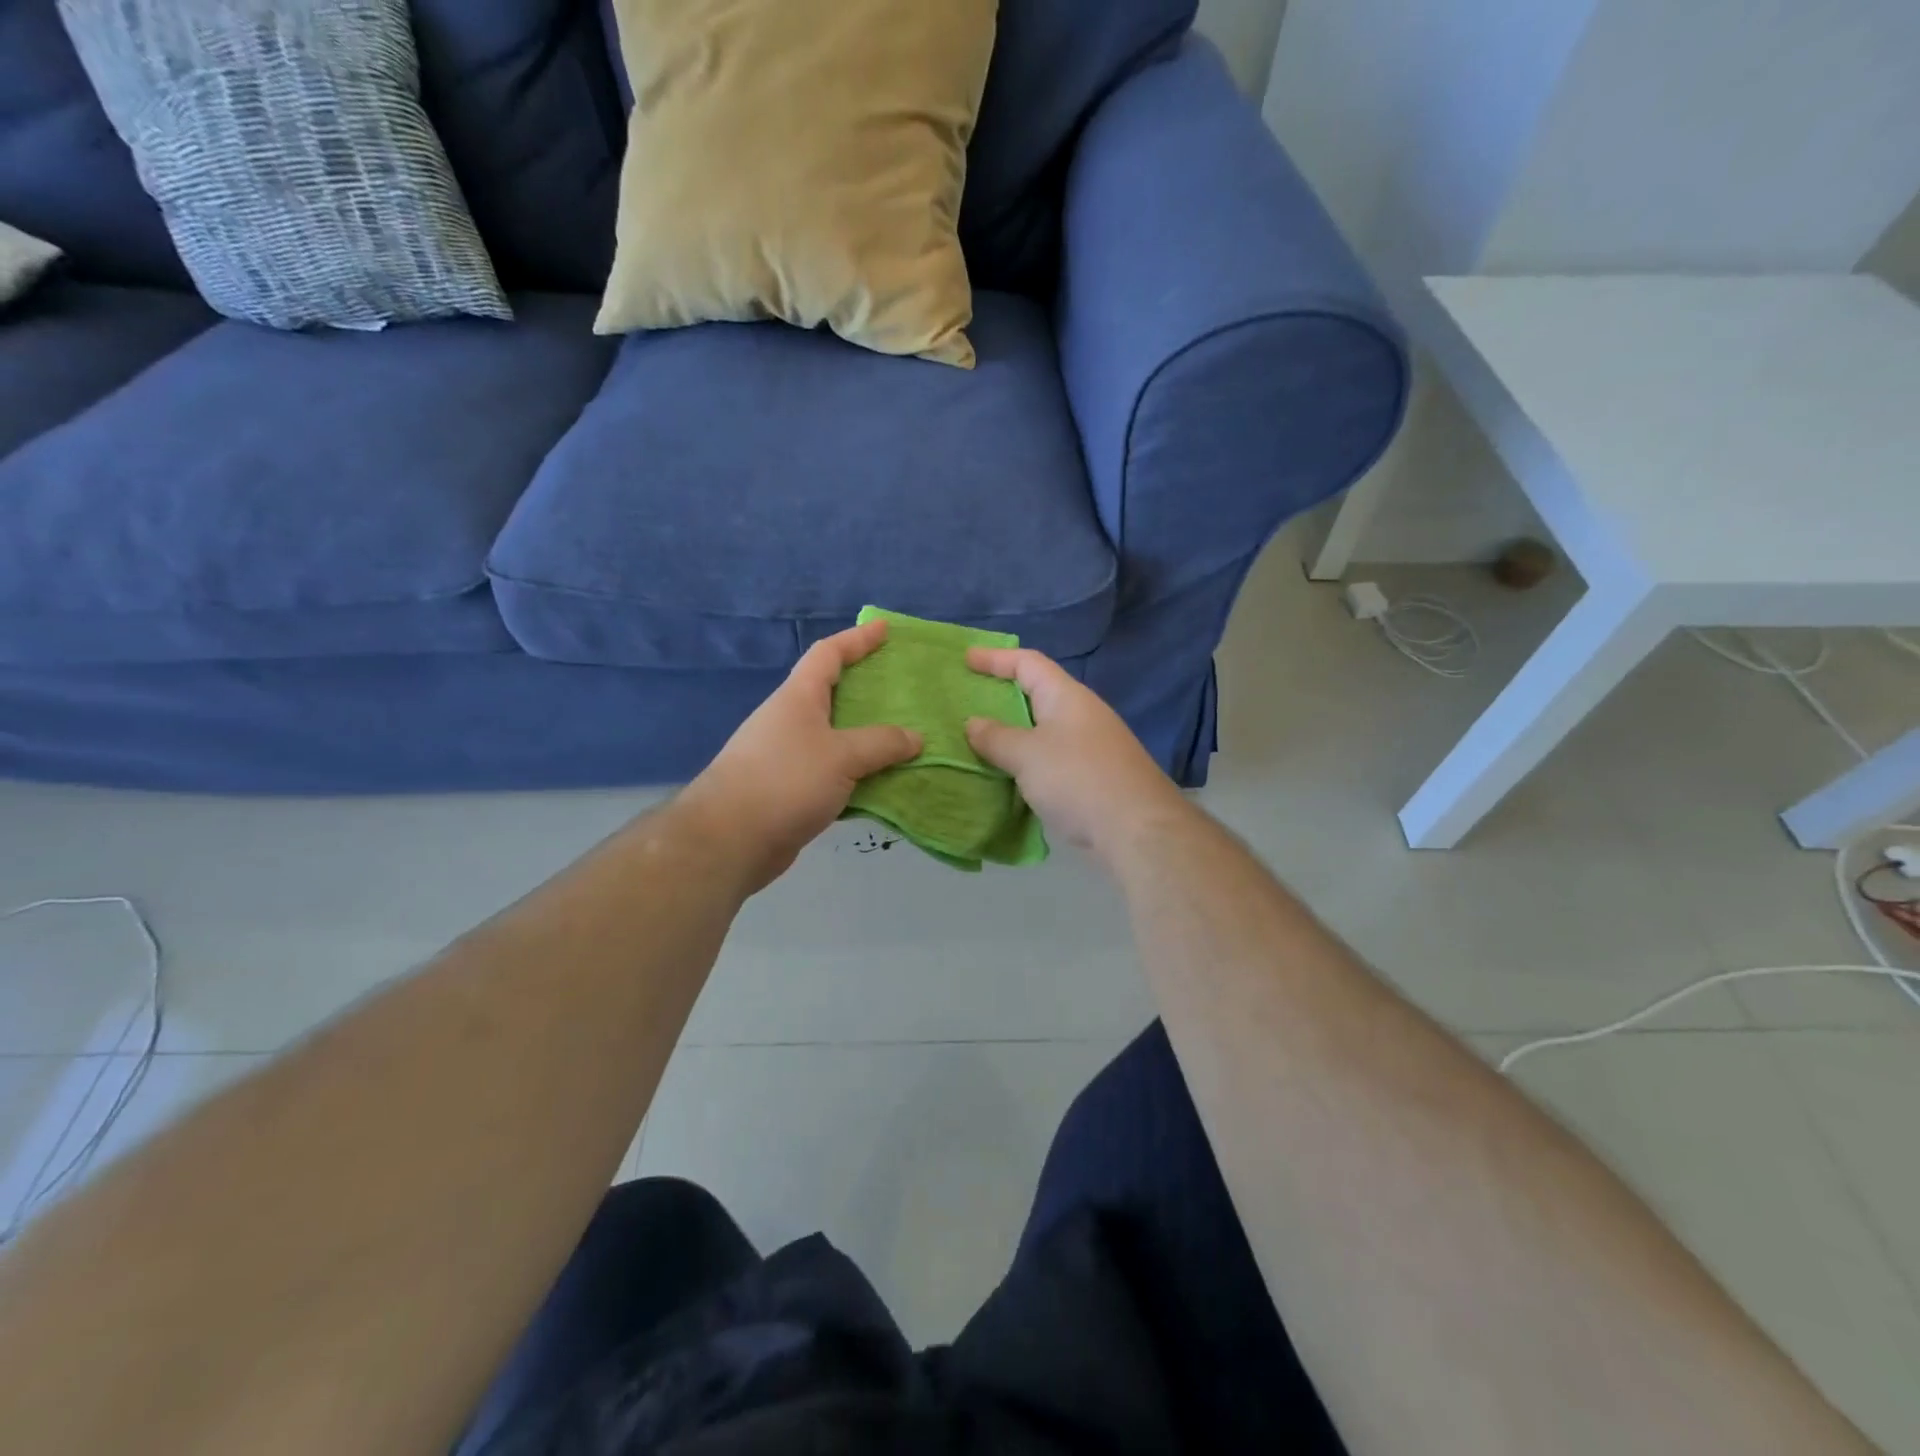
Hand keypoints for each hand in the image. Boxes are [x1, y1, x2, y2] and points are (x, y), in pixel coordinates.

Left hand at [681, 620, 922, 892]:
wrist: (730, 839)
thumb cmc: (785, 781)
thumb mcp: (841, 756)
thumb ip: (881, 743)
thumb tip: (915, 737)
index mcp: (798, 698)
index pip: (828, 655)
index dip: (856, 639)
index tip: (884, 629)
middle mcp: (791, 720)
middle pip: (833, 693)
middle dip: (867, 688)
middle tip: (904, 689)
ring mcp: (789, 756)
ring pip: (837, 736)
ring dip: (867, 735)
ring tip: (905, 736)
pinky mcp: (791, 790)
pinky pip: (834, 771)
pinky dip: (859, 772)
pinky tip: (885, 781)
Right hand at [964, 648, 1189, 861]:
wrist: (1137, 830)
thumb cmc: (1078, 779)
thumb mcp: (1027, 755)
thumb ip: (997, 737)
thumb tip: (973, 723)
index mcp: (1066, 696)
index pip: (1028, 663)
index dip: (995, 657)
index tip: (966, 659)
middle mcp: (1081, 715)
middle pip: (1037, 694)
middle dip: (1002, 696)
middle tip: (969, 702)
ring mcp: (1091, 747)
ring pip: (1043, 730)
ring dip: (1013, 733)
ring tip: (980, 741)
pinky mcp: (1093, 777)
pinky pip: (1051, 758)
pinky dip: (1026, 761)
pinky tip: (1008, 777)